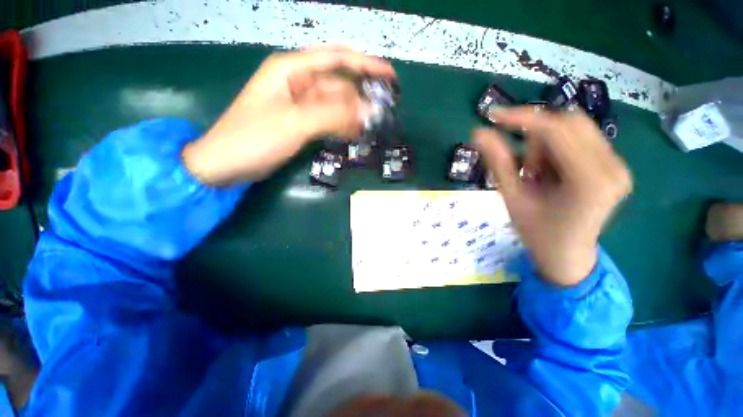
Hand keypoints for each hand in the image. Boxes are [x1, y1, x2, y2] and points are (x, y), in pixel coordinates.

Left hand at [183, 47, 395, 184]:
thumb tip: (367, 111)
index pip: (336, 60)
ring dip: (351, 116)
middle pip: (337, 85)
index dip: (365, 64)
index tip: (389, 74)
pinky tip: (351, 135)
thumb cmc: (254, 138)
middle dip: (358, 100)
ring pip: (334, 104)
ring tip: (365, 130)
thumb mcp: (295, 123)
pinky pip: (327, 119)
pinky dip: (340, 126)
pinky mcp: (301, 122)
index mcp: (291, 70)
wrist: (227, 163)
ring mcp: (299, 104)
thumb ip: (333, 115)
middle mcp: (297, 83)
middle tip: (376, 117)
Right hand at [474, 108, 631, 285]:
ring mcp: (618, 165)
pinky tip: (552, 173)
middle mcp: (613, 167)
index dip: (521, 117)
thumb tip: (478, 133)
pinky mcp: (614, 165)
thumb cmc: (537, 233)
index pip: (555, 129)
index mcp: (589, 181)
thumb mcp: (511, 197)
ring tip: (538, 176)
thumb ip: (497, 162)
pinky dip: (558, 149)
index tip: (493, 115)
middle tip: (522, 166)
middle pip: (569, 123)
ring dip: (546, 145)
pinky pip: (581, 139)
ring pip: (575, 128)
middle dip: (536, 137)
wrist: (567, 255)